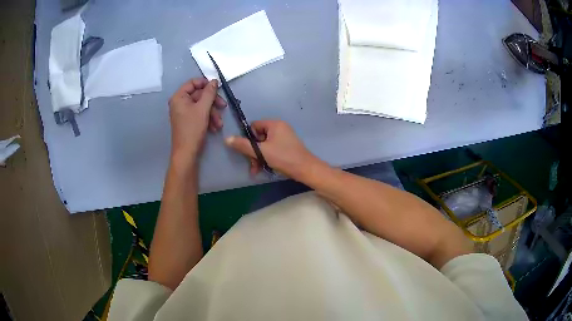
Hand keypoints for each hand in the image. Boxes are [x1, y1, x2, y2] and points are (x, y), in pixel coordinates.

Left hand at [168, 78, 225, 163]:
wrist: (187, 153)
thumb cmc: (192, 129)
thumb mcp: (203, 108)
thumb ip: (209, 93)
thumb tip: (214, 81)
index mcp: (179, 97)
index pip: (193, 83)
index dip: (205, 83)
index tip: (217, 88)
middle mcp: (180, 103)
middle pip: (199, 95)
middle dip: (212, 102)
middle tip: (223, 106)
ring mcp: (184, 112)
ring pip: (202, 106)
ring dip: (213, 113)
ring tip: (219, 124)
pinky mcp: (188, 121)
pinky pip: (200, 114)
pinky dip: (208, 119)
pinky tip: (215, 128)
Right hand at [225, 120, 318, 178]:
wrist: (305, 169)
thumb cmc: (283, 157)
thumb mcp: (261, 152)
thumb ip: (243, 145)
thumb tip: (227, 139)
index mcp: (274, 124)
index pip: (254, 126)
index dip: (249, 138)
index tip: (250, 151)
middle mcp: (280, 128)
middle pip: (258, 137)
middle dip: (253, 152)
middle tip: (252, 164)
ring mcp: (284, 138)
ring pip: (264, 145)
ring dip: (258, 158)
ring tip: (256, 170)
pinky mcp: (287, 147)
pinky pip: (272, 150)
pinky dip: (266, 158)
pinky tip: (263, 169)